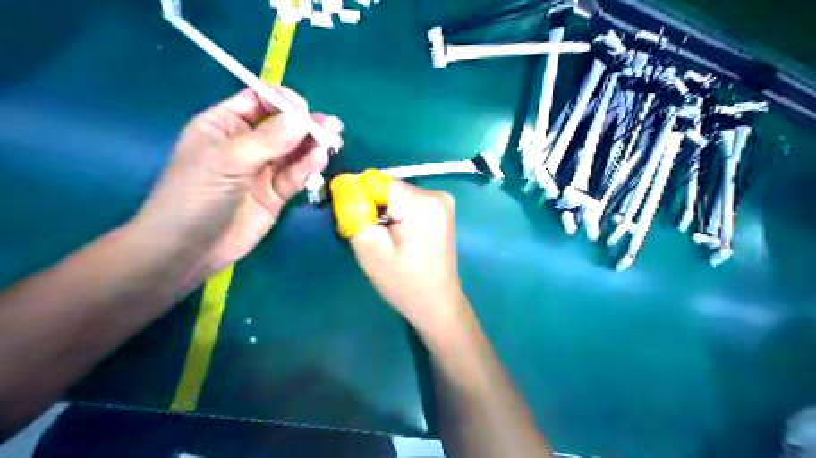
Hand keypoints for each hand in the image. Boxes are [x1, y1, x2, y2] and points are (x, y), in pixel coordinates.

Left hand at [132, 85, 341, 278]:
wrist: (189, 249)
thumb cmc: (195, 196)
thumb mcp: (228, 161)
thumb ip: (268, 140)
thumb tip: (302, 117)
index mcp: (224, 125)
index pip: (259, 102)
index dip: (283, 102)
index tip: (304, 109)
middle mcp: (246, 144)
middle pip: (282, 126)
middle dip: (306, 124)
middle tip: (332, 126)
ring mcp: (262, 170)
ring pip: (293, 152)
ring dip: (313, 145)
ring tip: (334, 141)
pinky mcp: (276, 194)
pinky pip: (295, 175)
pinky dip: (308, 167)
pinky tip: (320, 160)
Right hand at [328, 170, 461, 326]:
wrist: (437, 303)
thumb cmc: (403, 283)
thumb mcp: (370, 250)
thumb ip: (354, 213)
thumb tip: (343, 184)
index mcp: (422, 202)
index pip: (376, 182)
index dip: (358, 198)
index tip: (355, 221)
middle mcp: (436, 194)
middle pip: (387, 188)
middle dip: (372, 207)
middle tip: (373, 238)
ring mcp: (442, 200)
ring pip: (396, 195)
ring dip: (384, 212)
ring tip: (387, 240)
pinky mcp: (441, 209)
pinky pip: (407, 202)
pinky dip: (397, 215)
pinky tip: (399, 237)